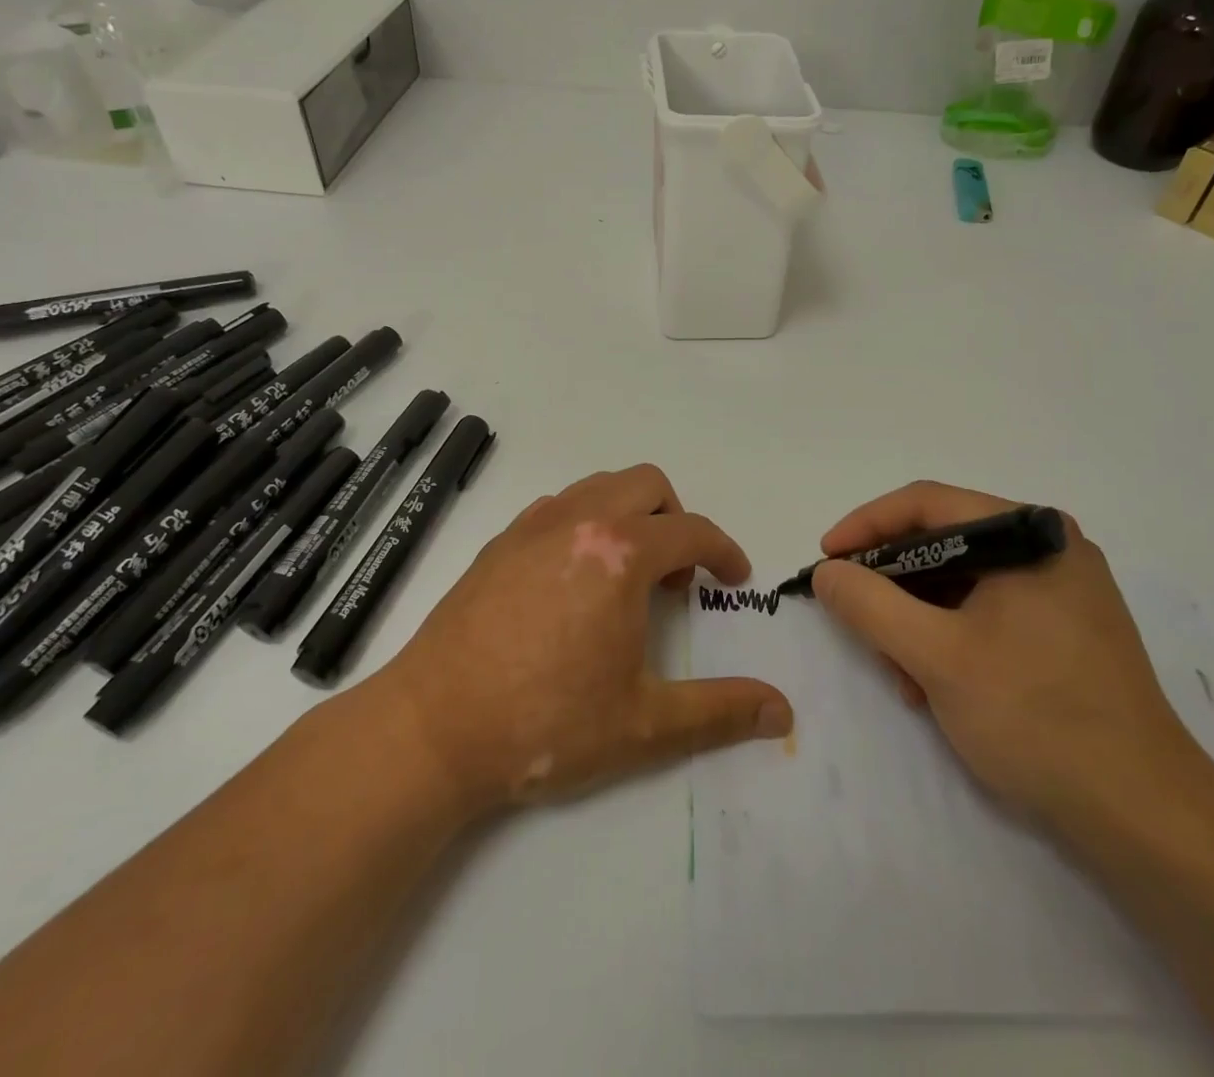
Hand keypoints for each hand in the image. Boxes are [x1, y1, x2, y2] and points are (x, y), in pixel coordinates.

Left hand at [368, 465, 793, 816]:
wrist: (431, 729)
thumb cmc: (545, 723)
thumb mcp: (643, 724)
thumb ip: (719, 711)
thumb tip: (782, 711)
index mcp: (621, 553)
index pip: (692, 531)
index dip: (724, 552)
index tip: (734, 577)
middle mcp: (579, 520)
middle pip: (647, 485)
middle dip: (676, 519)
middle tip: (677, 576)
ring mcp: (532, 526)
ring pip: (599, 486)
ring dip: (629, 514)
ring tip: (627, 573)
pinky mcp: (499, 542)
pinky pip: (559, 506)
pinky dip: (585, 522)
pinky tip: (574, 579)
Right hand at [812, 482, 1205, 829]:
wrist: (1148, 820)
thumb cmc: (1037, 718)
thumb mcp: (936, 656)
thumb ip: (870, 604)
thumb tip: (827, 572)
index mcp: (1029, 534)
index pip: (926, 504)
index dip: (865, 526)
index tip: (825, 560)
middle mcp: (1049, 548)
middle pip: (942, 544)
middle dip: (892, 587)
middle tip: (858, 625)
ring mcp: (1063, 591)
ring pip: (961, 583)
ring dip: (917, 623)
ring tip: (901, 677)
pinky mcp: (1066, 632)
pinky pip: (987, 613)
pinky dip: (950, 640)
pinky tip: (935, 688)